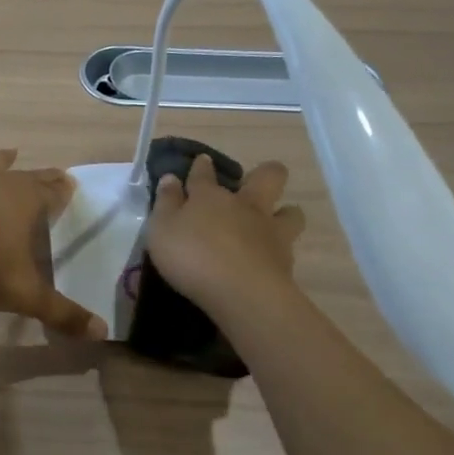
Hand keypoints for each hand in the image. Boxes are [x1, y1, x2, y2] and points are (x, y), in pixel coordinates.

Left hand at [0, 151, 108, 340]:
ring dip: (2, 163)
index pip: (52, 191)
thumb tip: (100, 332)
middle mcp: (0, 184)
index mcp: (27, 201)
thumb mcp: (26, 294)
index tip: (71, 184)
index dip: (62, 191)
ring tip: (9, 154)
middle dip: (42, 177)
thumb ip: (62, 312)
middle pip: (27, 176)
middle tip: (56, 173)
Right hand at [145, 154, 305, 314]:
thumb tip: (170, 178)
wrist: (241, 292)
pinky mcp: (286, 260)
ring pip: (290, 211)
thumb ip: (166, 203)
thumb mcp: (162, 229)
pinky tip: (270, 259)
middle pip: (267, 176)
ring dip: (284, 213)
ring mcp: (270, 231)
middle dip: (264, 173)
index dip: (201, 166)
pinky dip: (281, 250)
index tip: (202, 162)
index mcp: (211, 197)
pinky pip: (289, 246)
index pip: (204, 174)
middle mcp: (245, 206)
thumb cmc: (193, 256)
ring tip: (272, 224)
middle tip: (252, 184)